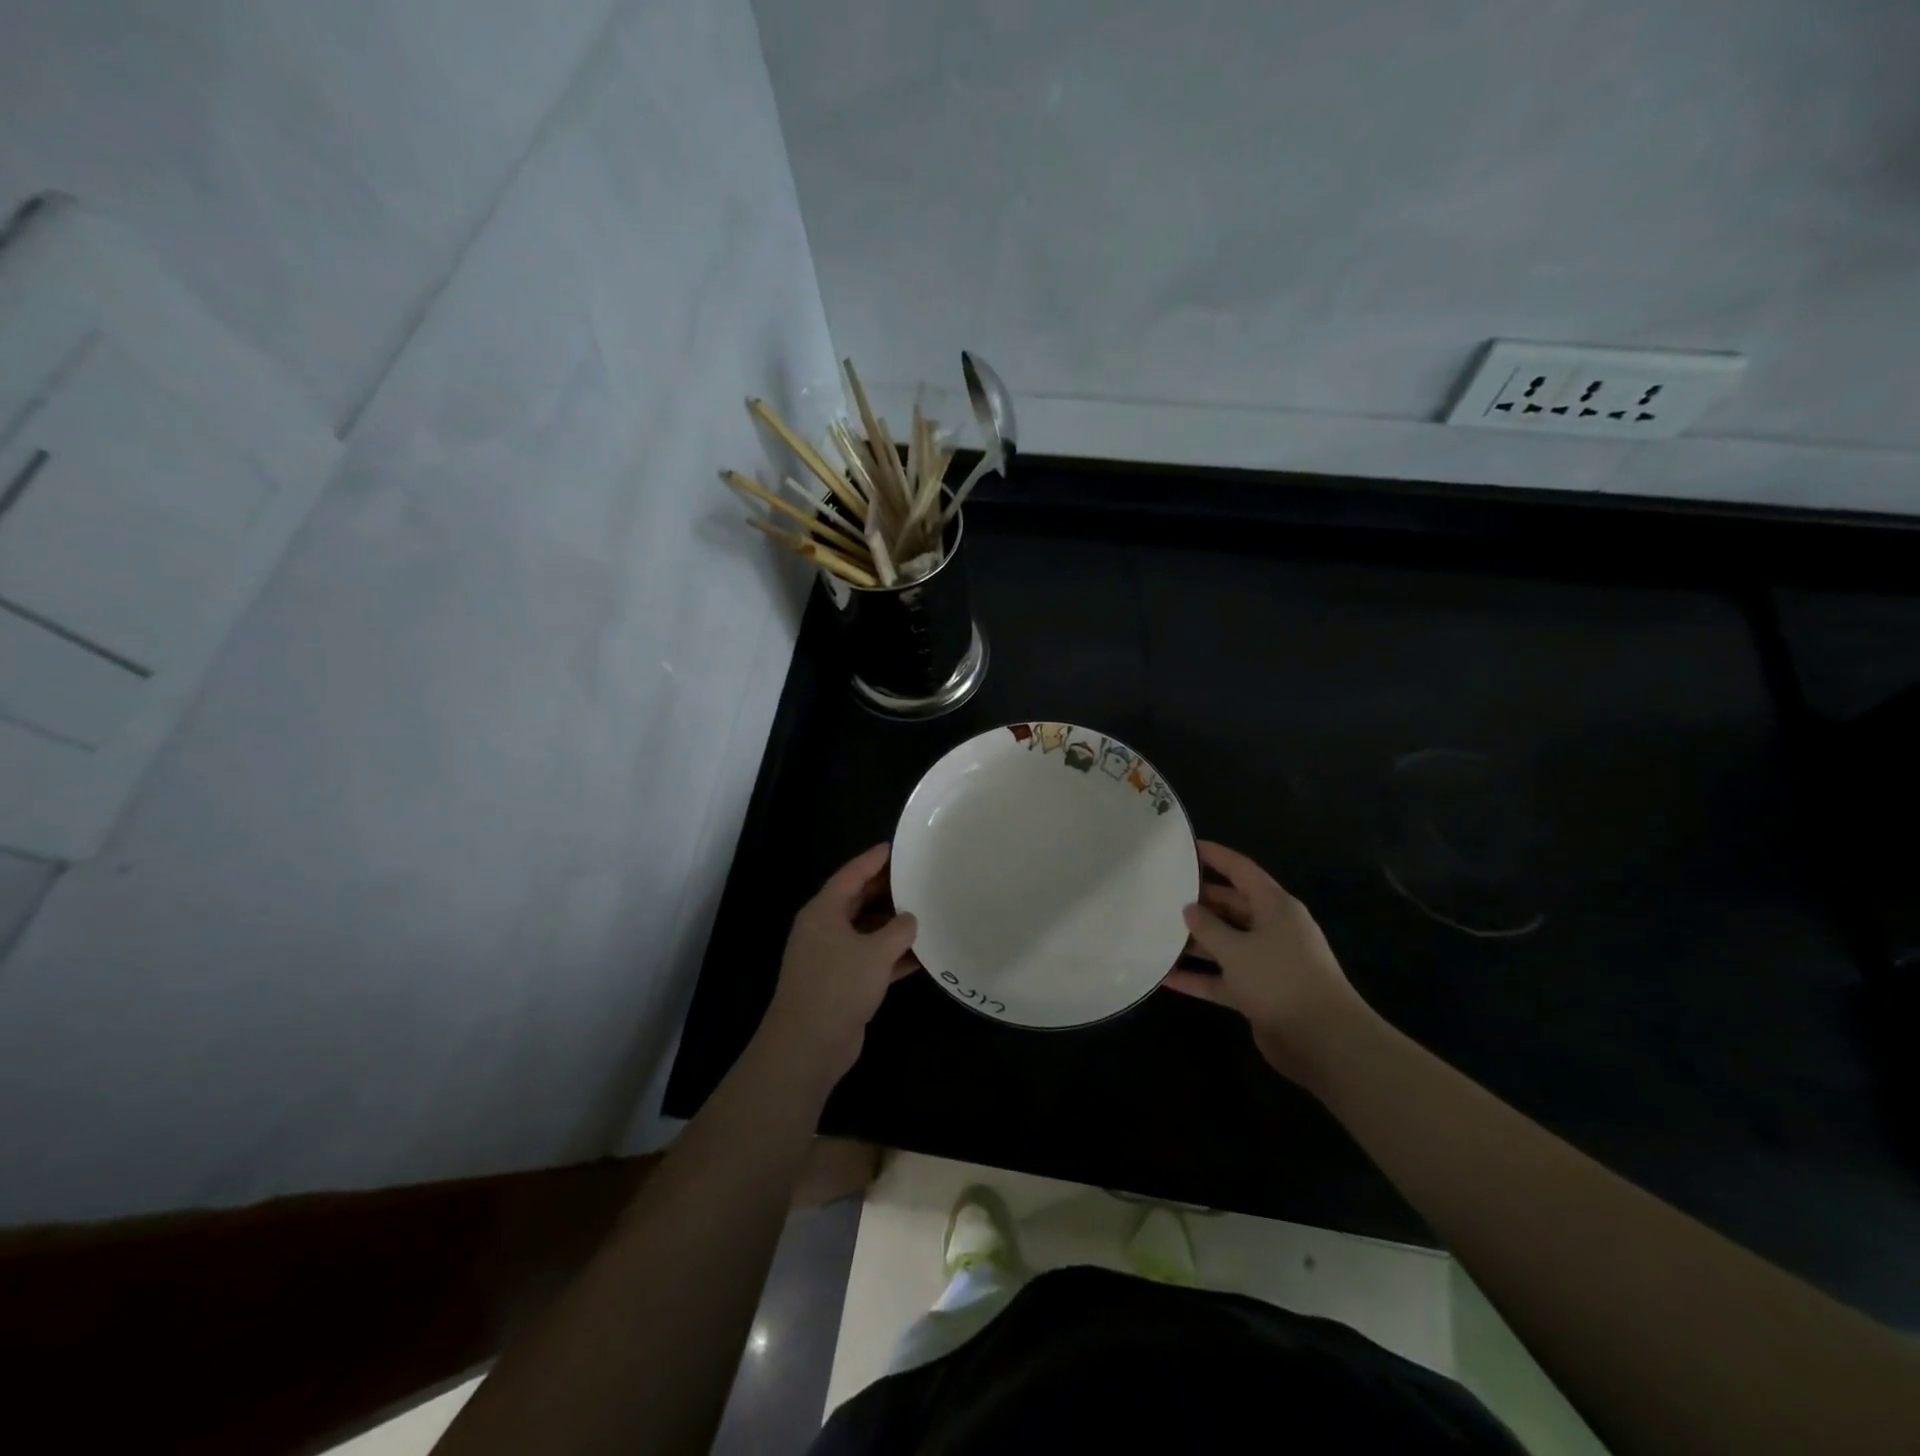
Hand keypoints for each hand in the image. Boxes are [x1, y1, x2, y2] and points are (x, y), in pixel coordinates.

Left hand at [759, 844, 917, 1083]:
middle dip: (887, 891)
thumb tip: (910, 919)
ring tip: (926, 912)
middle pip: (858, 900)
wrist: (809, 1045)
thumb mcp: (875, 952)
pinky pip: (871, 959)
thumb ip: (898, 930)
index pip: (851, 875)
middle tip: (919, 878)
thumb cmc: (838, 986)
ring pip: (866, 931)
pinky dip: (893, 956)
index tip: (897, 847)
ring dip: (893, 925)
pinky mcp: (842, 983)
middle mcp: (824, 929)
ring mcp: (832, 958)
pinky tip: (923, 955)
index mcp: (824, 912)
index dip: (873, 860)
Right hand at [1163, 841, 1375, 1086]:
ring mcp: (1266, 963)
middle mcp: (1272, 929)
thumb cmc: (1280, 979)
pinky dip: (1199, 978)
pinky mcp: (1259, 993)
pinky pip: (1222, 978)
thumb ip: (1208, 928)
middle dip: (1199, 902)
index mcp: (1275, 907)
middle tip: (1161, 894)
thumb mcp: (1237, 949)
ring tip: (1155, 933)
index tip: (1186, 847)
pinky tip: (1165, 978)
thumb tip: (1190, 910)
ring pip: (1224, 944)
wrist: (1323, 1041)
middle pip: (1231, 907)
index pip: (1241, 871)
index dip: (1215, 856)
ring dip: (1194, 942)